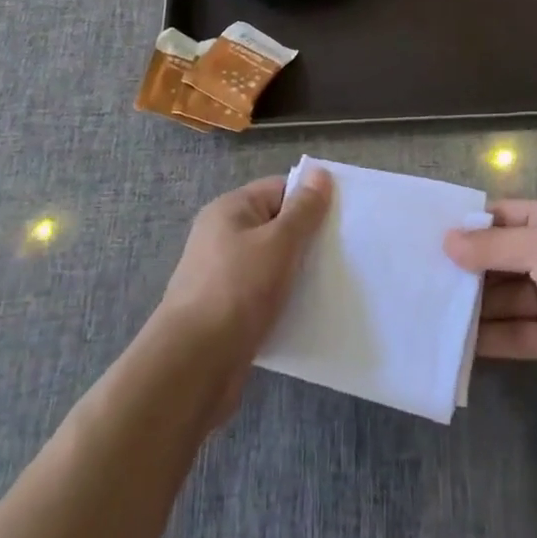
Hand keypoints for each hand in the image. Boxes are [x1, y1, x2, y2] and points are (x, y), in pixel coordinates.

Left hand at [156, 168, 331, 421]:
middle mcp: (223, 236)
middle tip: (343, 253)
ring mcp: (222, 274)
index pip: (279, 189)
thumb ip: (302, 209)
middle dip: (307, 239)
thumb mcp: (278, 242)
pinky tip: (307, 312)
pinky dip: (284, 300)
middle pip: (276, 225)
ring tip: (331, 284)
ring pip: (272, 263)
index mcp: (230, 209)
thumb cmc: (237, 290)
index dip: (310, 200)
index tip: (342, 219)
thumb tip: (320, 172)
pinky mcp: (227, 310)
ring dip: (297, 273)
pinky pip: (264, 294)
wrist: (193, 365)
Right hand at [444, 201, 536, 409]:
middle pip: (501, 259)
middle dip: (468, 266)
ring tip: (429, 307)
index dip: (472, 223)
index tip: (433, 233)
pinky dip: (487, 337)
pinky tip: (454, 341)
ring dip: (472, 304)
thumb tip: (447, 242)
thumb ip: (493, 246)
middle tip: (422, 273)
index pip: (506, 216)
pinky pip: (512, 333)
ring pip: (502, 298)